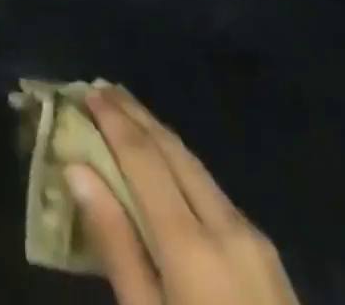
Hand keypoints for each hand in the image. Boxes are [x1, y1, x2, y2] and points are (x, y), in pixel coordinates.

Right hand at [68, 88, 298, 304]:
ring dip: (157, 134)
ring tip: (124, 112)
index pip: (144, 158)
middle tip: (99, 89)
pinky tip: (163, 163)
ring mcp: (254, 239)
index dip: (113, 121)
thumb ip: (115, 244)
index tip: (85, 91)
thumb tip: (77, 168)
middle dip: (135, 114)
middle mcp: (227, 226)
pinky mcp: (268, 255)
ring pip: (195, 165)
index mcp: (193, 245)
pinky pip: (211, 190)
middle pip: (174, 151)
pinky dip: (179, 163)